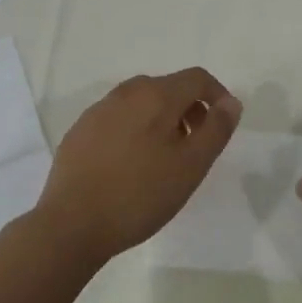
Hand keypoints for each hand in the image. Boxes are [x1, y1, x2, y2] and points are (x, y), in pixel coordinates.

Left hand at [34, 68, 241, 263]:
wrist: (71, 224)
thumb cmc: (140, 194)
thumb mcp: (191, 166)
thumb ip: (216, 129)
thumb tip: (231, 102)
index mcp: (156, 94)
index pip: (197, 78)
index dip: (217, 96)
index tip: (222, 125)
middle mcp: (126, 91)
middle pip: (169, 88)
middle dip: (190, 110)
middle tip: (196, 147)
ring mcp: (99, 109)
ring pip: (142, 103)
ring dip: (162, 120)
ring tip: (164, 159)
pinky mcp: (80, 130)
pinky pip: (118, 119)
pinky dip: (134, 131)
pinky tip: (130, 166)